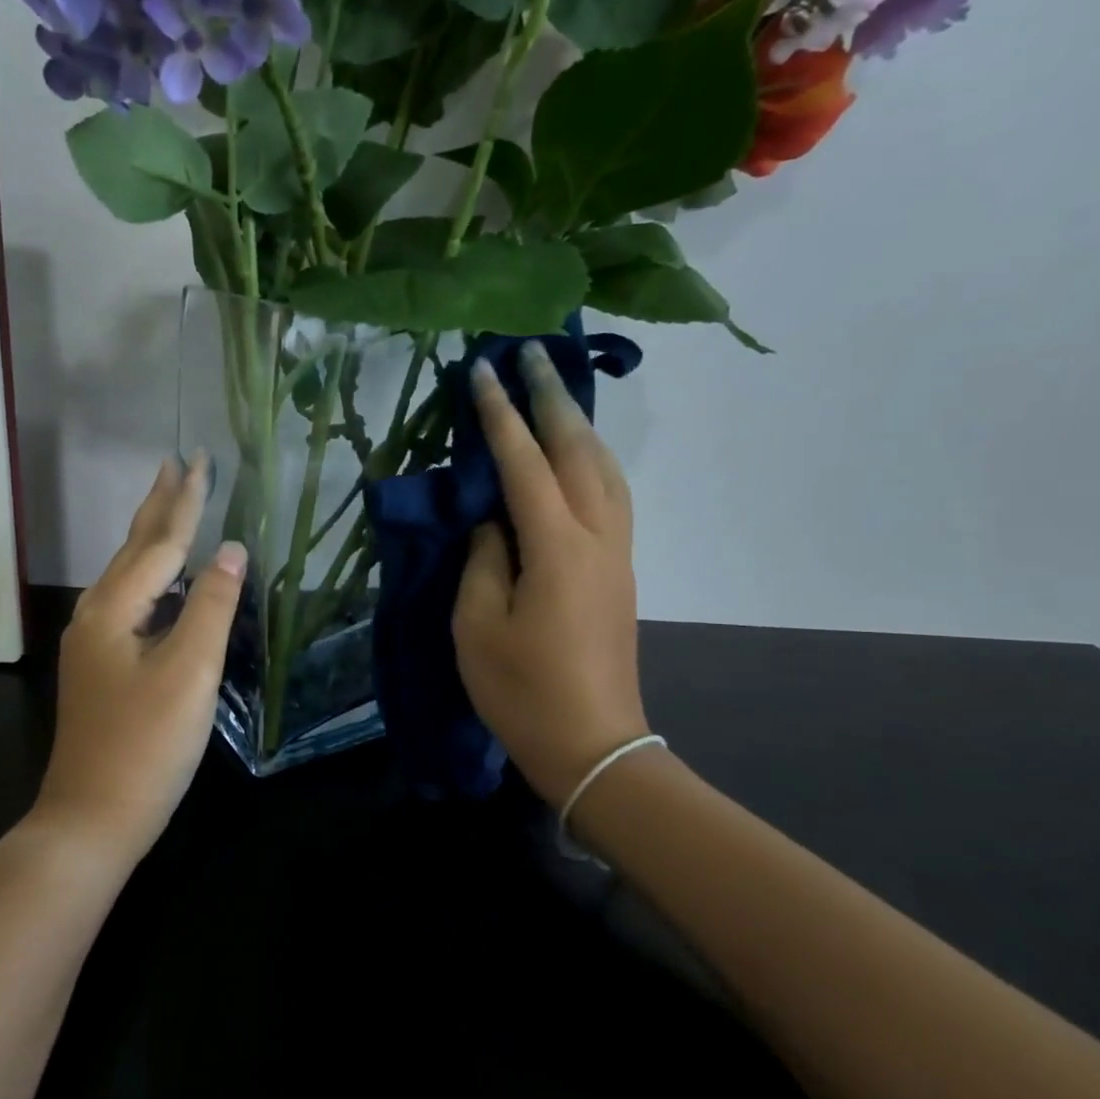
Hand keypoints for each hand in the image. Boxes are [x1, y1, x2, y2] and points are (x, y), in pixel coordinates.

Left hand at [36, 453, 247, 861]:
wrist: (93, 818)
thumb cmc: (146, 745)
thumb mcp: (189, 671)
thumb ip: (210, 605)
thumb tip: (230, 548)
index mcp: (113, 609)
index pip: (160, 542)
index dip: (185, 501)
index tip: (200, 459)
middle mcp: (95, 615)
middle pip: (135, 549)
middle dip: (159, 506)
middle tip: (176, 463)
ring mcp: (94, 643)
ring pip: (129, 575)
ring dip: (152, 537)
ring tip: (171, 506)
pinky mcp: (102, 667)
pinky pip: (130, 601)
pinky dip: (152, 576)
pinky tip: (162, 580)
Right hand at [452, 342, 649, 807]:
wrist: (593, 745)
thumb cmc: (522, 690)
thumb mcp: (478, 625)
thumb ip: (483, 560)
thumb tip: (492, 521)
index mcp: (556, 548)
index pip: (524, 464)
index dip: (501, 415)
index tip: (484, 370)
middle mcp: (598, 537)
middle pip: (579, 450)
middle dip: (553, 398)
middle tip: (533, 353)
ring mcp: (618, 553)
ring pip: (605, 469)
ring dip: (579, 424)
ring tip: (554, 395)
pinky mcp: (621, 570)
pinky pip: (611, 495)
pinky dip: (591, 460)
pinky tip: (575, 456)